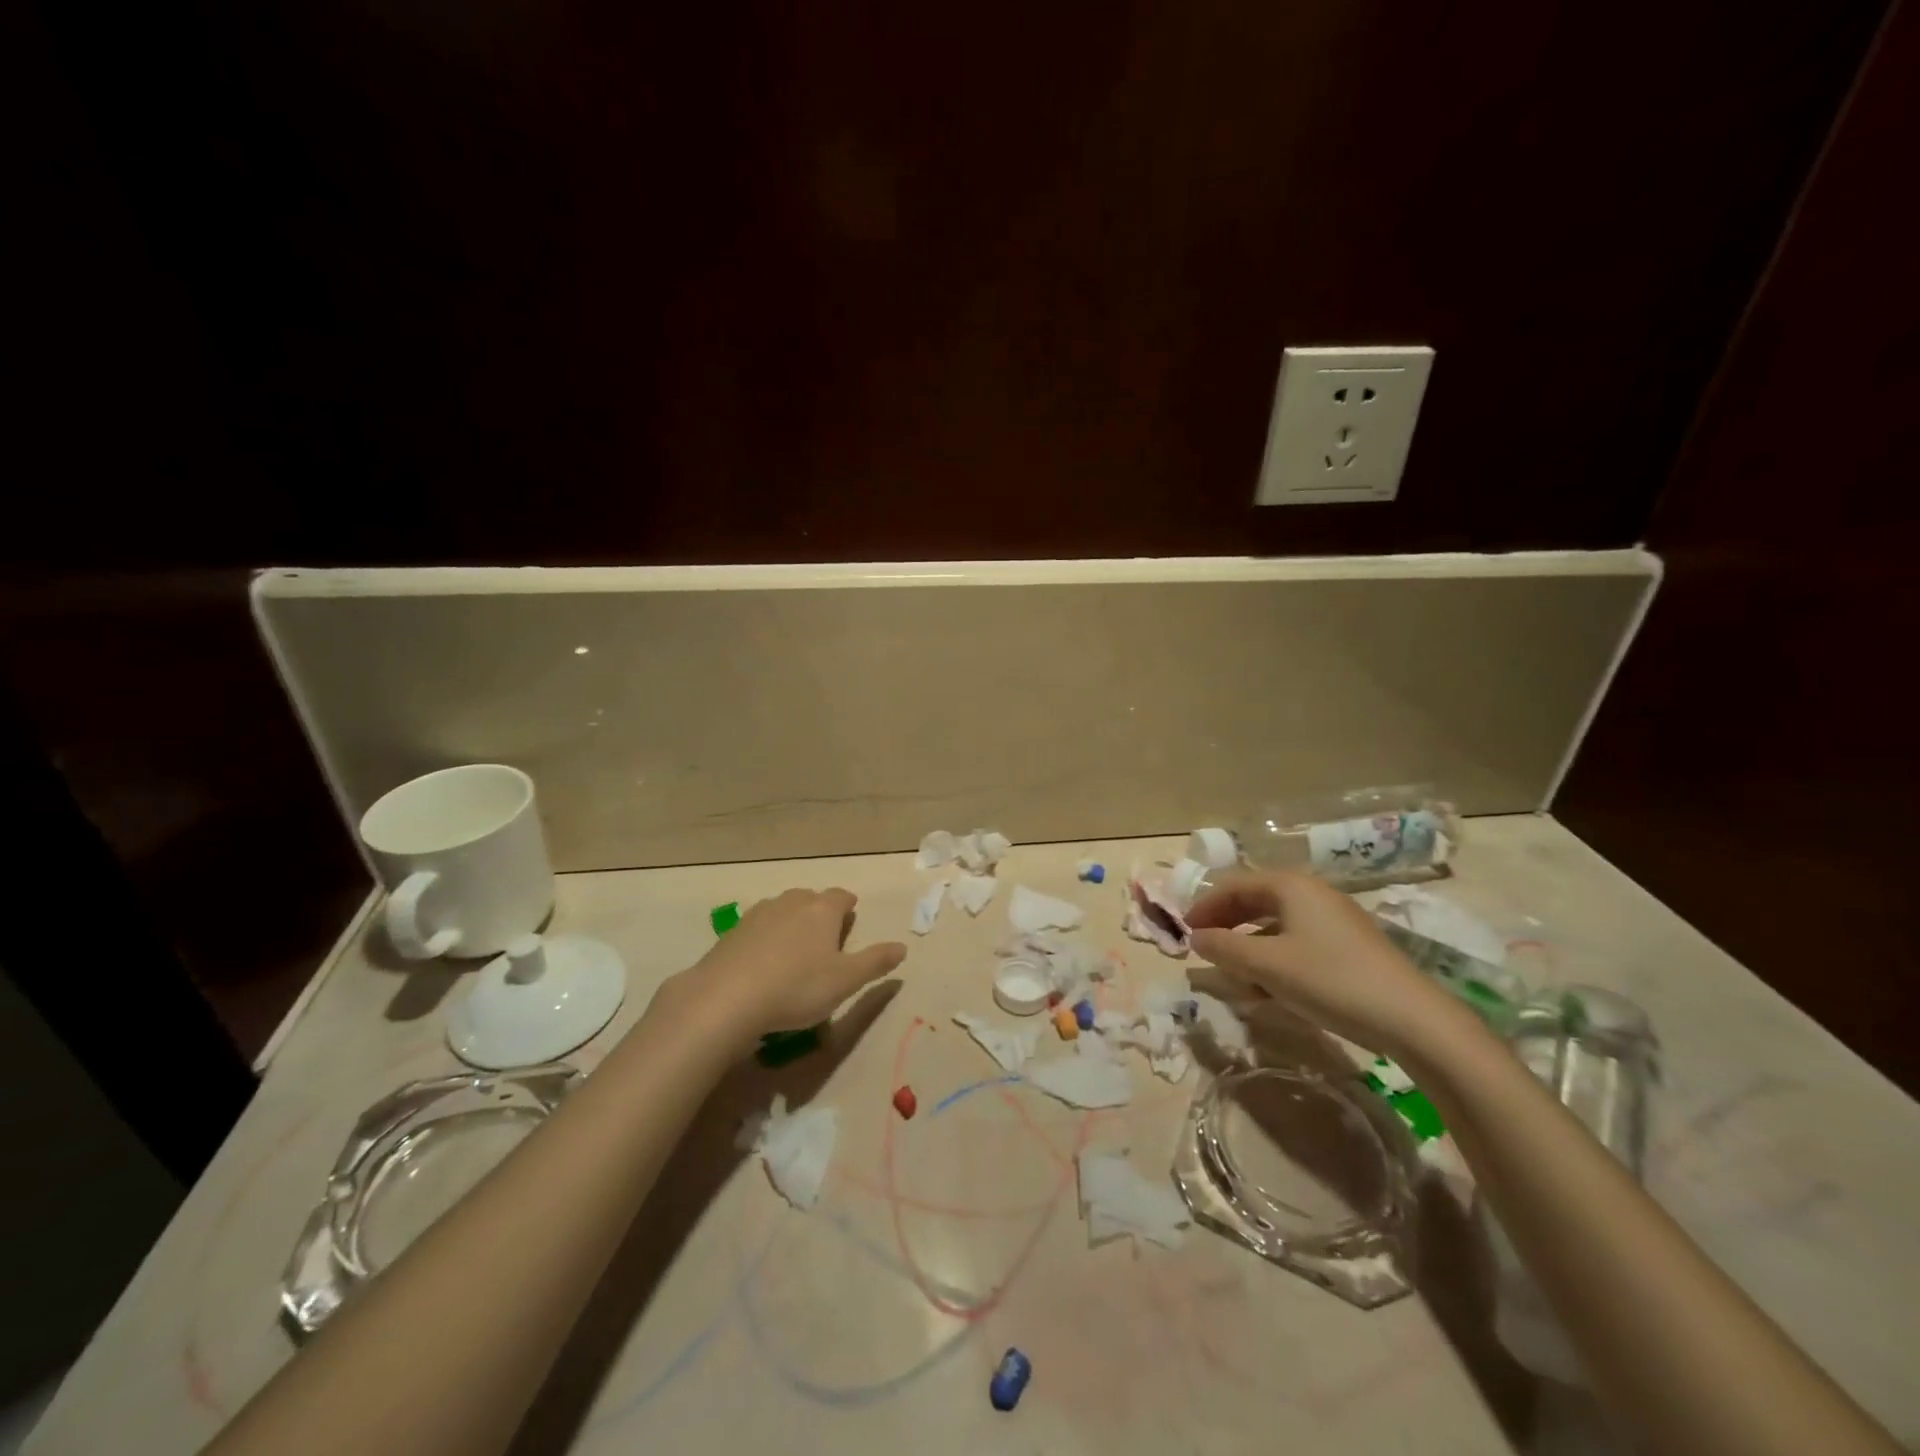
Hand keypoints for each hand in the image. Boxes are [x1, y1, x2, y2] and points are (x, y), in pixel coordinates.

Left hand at [660, 887, 906, 1046]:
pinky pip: (758, 928)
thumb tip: (903, 947)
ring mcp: (758, 914)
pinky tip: (763, 963)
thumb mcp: (846, 981)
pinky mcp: (732, 932)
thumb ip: (875, 962)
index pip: (842, 897)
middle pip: (811, 899)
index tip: (851, 918)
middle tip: (825, 939)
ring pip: (783, 910)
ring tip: (795, 951)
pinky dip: (766, 939)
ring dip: (792, 924)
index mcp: (823, 909)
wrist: (726, 998)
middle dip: (820, 913)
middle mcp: (791, 902)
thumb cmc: (797, 987)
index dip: (849, 907)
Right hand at [1186, 869, 1458, 1059]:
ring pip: (1275, 924)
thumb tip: (1195, 938)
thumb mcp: (1267, 966)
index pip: (1233, 885)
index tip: (1183, 931)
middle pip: (1254, 900)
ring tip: (1232, 975)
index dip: (1204, 906)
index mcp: (1290, 885)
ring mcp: (1333, 920)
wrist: (1413, 1019)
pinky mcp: (1348, 947)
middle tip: (1203, 949)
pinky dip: (1274, 958)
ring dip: (1248, 946)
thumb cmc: (1330, 980)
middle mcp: (1311, 894)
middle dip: (1225, 924)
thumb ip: (1225, 949)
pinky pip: (1296, 942)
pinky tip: (1268, 989)